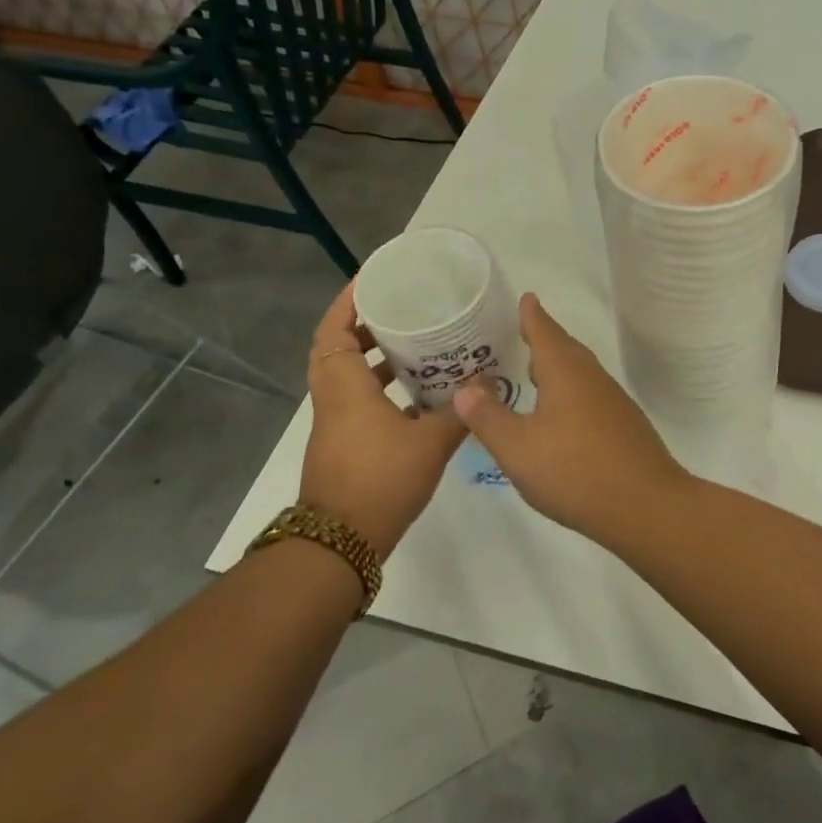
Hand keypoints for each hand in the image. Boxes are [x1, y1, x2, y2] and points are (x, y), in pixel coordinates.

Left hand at [300, 284, 465, 554]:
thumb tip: (488, 384)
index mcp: (345, 387)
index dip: (349, 301)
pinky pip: (357, 399)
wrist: (340, 543)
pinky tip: (418, 394)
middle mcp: (333, 399)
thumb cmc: (381, 480)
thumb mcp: (430, 442)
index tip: (375, 280)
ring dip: (373, 357)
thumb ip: (460, 412)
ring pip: (347, 376)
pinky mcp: (344, 444)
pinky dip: (380, 387)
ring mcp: (336, 423)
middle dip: (365, 324)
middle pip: (338, 348)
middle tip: (403, 308)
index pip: (334, 330)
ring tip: (414, 344)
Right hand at [452, 294, 690, 541]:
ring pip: (581, 374)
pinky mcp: (625, 427)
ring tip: (537, 372)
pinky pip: (591, 397)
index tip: (527, 298)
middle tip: (524, 333)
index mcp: (566, 373)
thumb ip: (488, 417)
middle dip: (545, 340)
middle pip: (567, 350)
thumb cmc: (575, 471)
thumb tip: (466, 388)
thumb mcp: (517, 448)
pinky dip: (572, 393)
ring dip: (559, 368)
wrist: (646, 505)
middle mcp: (593, 379)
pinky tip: (563, 416)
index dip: (533, 316)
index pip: (546, 333)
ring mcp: (614, 403)